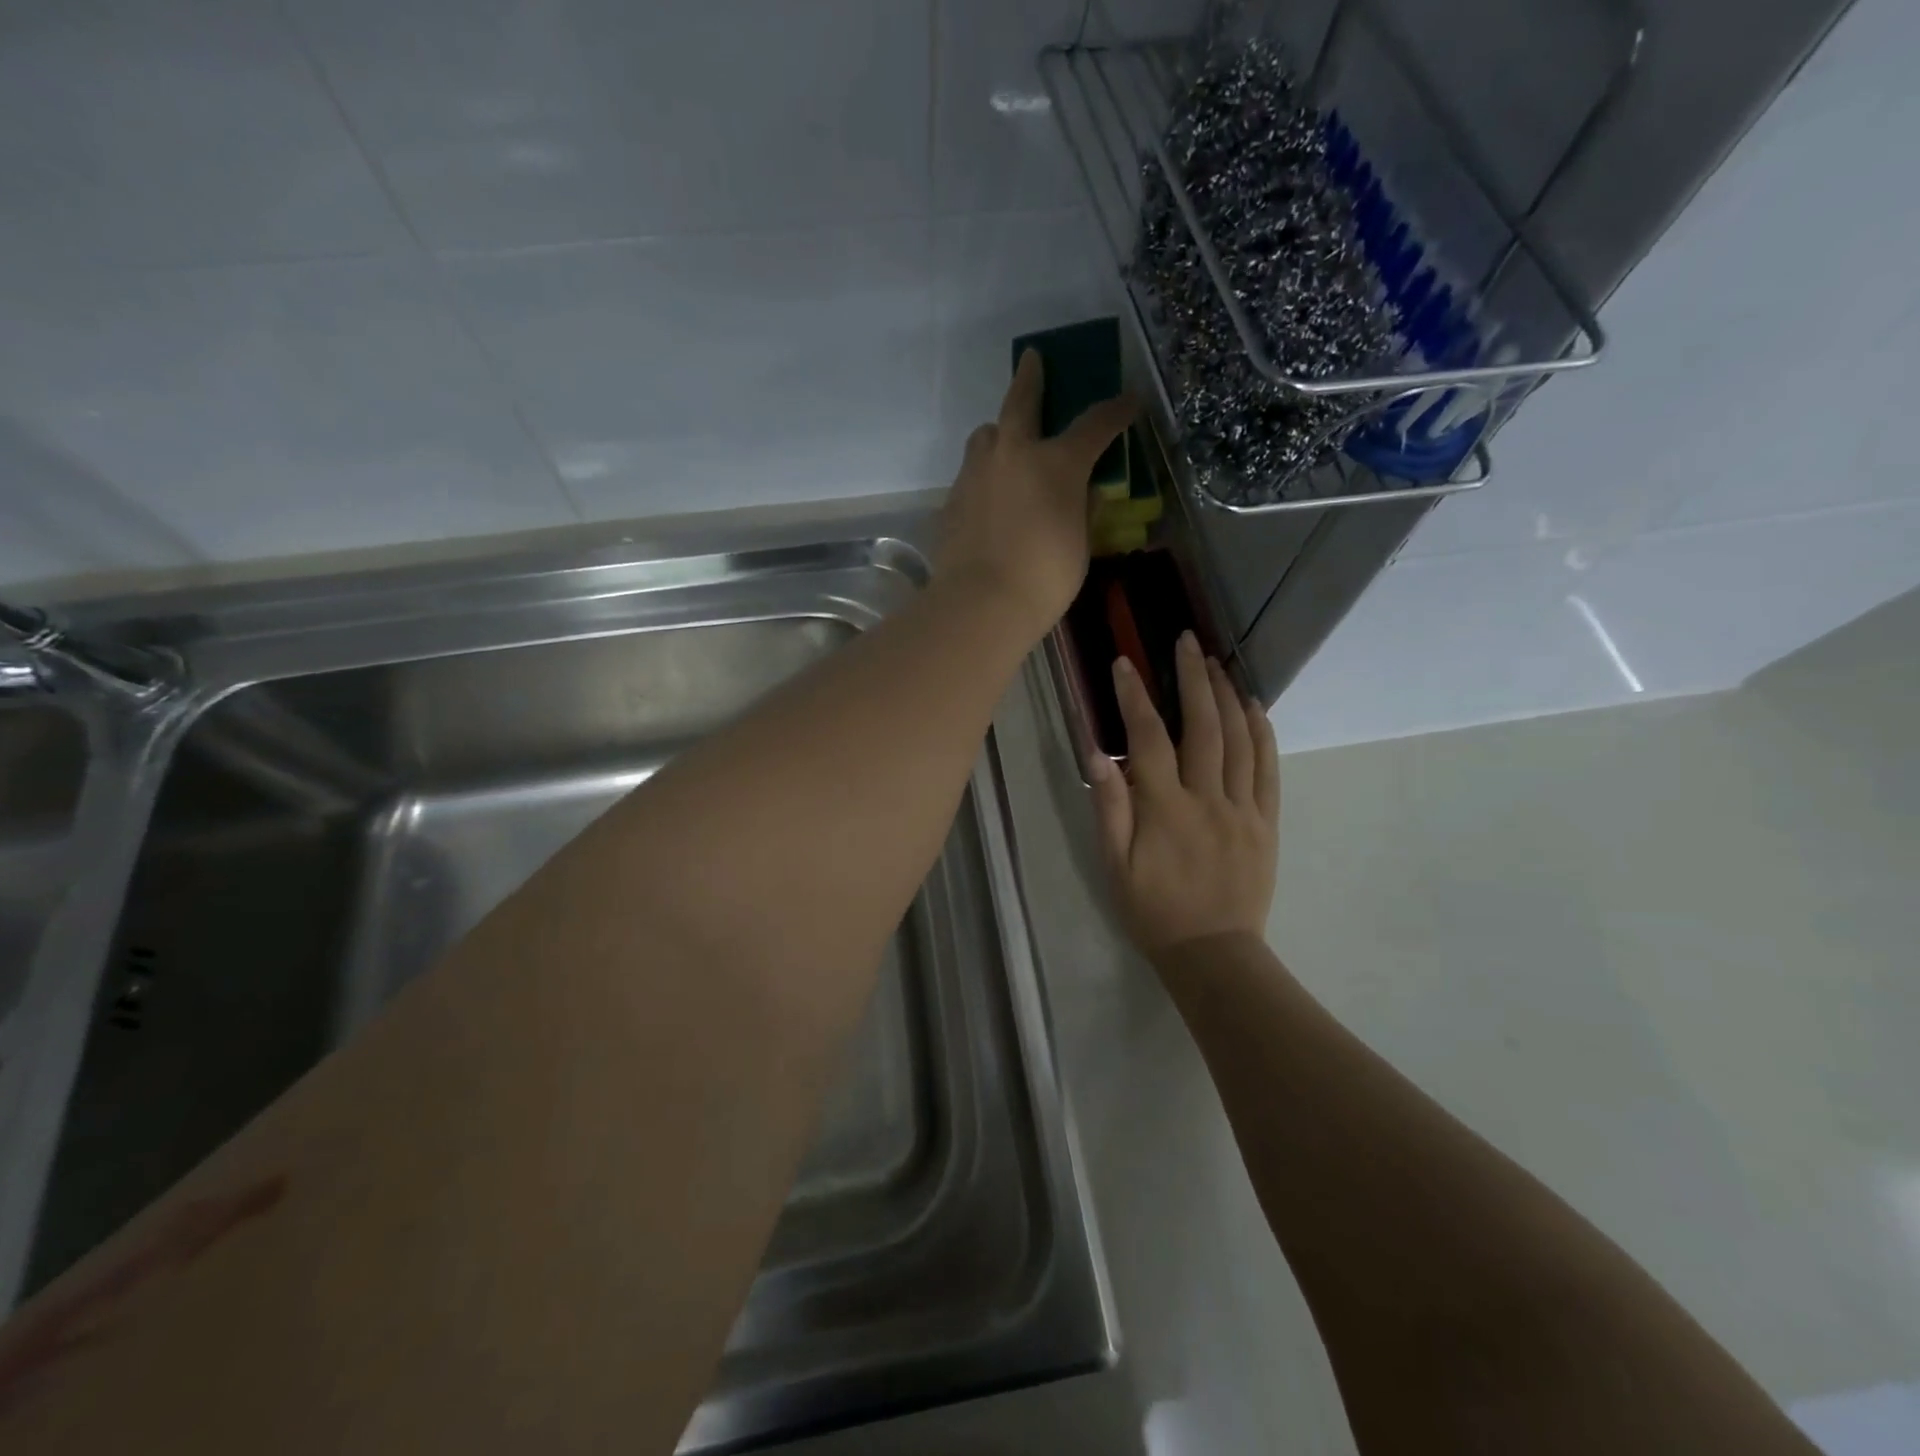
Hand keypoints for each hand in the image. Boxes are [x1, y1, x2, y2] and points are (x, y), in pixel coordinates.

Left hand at [935, 348, 1135, 636]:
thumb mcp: (1079, 544)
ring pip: (986, 436)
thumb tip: (1084, 491)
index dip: (1115, 411)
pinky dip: (985, 476)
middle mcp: (1012, 454)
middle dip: (1031, 378)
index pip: (1094, 424)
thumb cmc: (1044, 578)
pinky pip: (971, 475)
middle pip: (1021, 402)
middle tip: (1032, 360)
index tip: (1129, 401)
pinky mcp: (951, 500)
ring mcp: (975, 474)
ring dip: (999, 433)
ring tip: (1006, 445)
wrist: (980, 604)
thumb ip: (1082, 509)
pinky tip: (989, 498)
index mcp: (1056, 463)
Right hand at [1090, 631, 1279, 958]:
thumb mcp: (1114, 865)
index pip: (1147, 738)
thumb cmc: (1153, 910)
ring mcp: (1243, 808)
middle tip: (1185, 640)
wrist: (1213, 952)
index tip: (1124, 662)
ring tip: (1215, 662)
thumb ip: (1108, 807)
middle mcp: (1207, 799)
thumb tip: (1097, 752)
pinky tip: (1253, 706)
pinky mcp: (1266, 821)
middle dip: (1191, 677)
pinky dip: (1262, 732)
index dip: (1134, 697)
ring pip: (1239, 739)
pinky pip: (1268, 768)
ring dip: (1226, 695)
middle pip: (1202, 726)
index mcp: (1164, 809)